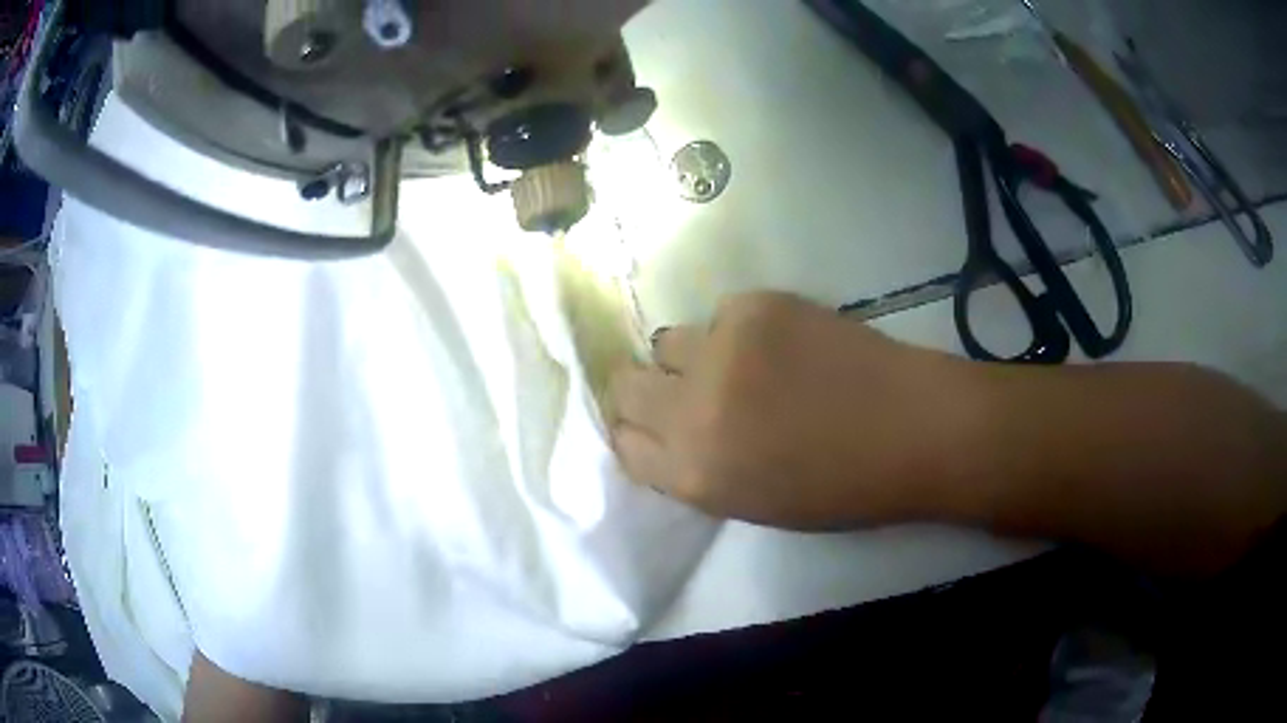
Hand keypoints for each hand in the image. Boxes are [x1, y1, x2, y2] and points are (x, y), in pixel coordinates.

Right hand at [607, 292, 978, 528]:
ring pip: (666, 342)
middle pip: (623, 385)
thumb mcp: (752, 502)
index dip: (633, 432)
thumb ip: (695, 468)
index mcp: (694, 476)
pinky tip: (782, 345)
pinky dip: (738, 331)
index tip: (651, 425)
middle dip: (643, 390)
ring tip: (738, 365)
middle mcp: (693, 412)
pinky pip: (719, 315)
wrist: (913, 429)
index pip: (622, 444)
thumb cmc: (841, 485)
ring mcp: (722, 351)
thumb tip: (665, 430)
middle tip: (681, 389)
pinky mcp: (754, 307)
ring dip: (691, 357)